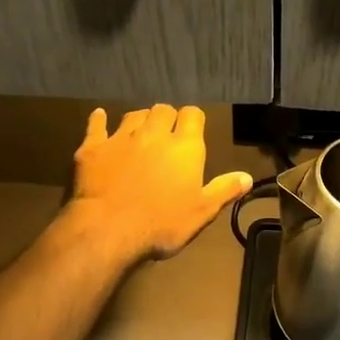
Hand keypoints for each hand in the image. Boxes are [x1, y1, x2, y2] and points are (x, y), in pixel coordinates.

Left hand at [67, 105, 252, 263]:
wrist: (108, 230)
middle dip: (167, 117)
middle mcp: (154, 134)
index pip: (193, 115)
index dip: (193, 119)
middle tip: (167, 133)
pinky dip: (99, 120)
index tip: (192, 130)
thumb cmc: (162, 224)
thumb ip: (224, 190)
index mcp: (185, 147)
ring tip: (140, 130)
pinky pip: (96, 125)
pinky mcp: (93, 147)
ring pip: (133, 115)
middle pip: (163, 109)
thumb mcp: (201, 212)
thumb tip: (247, 176)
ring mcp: (121, 138)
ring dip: (140, 119)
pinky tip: (99, 116)